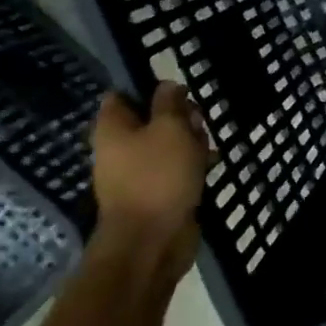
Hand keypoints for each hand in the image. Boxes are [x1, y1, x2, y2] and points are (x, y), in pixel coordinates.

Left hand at [91, 82, 209, 281]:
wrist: (152, 241)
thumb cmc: (158, 176)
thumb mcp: (170, 128)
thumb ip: (170, 102)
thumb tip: (167, 85)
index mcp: (113, 128)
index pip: (123, 94)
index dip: (150, 87)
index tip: (179, 90)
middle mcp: (120, 147)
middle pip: (152, 118)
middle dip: (181, 117)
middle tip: (198, 124)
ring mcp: (138, 171)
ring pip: (168, 144)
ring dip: (192, 142)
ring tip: (208, 149)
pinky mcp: (156, 192)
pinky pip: (175, 169)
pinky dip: (192, 165)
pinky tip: (211, 166)